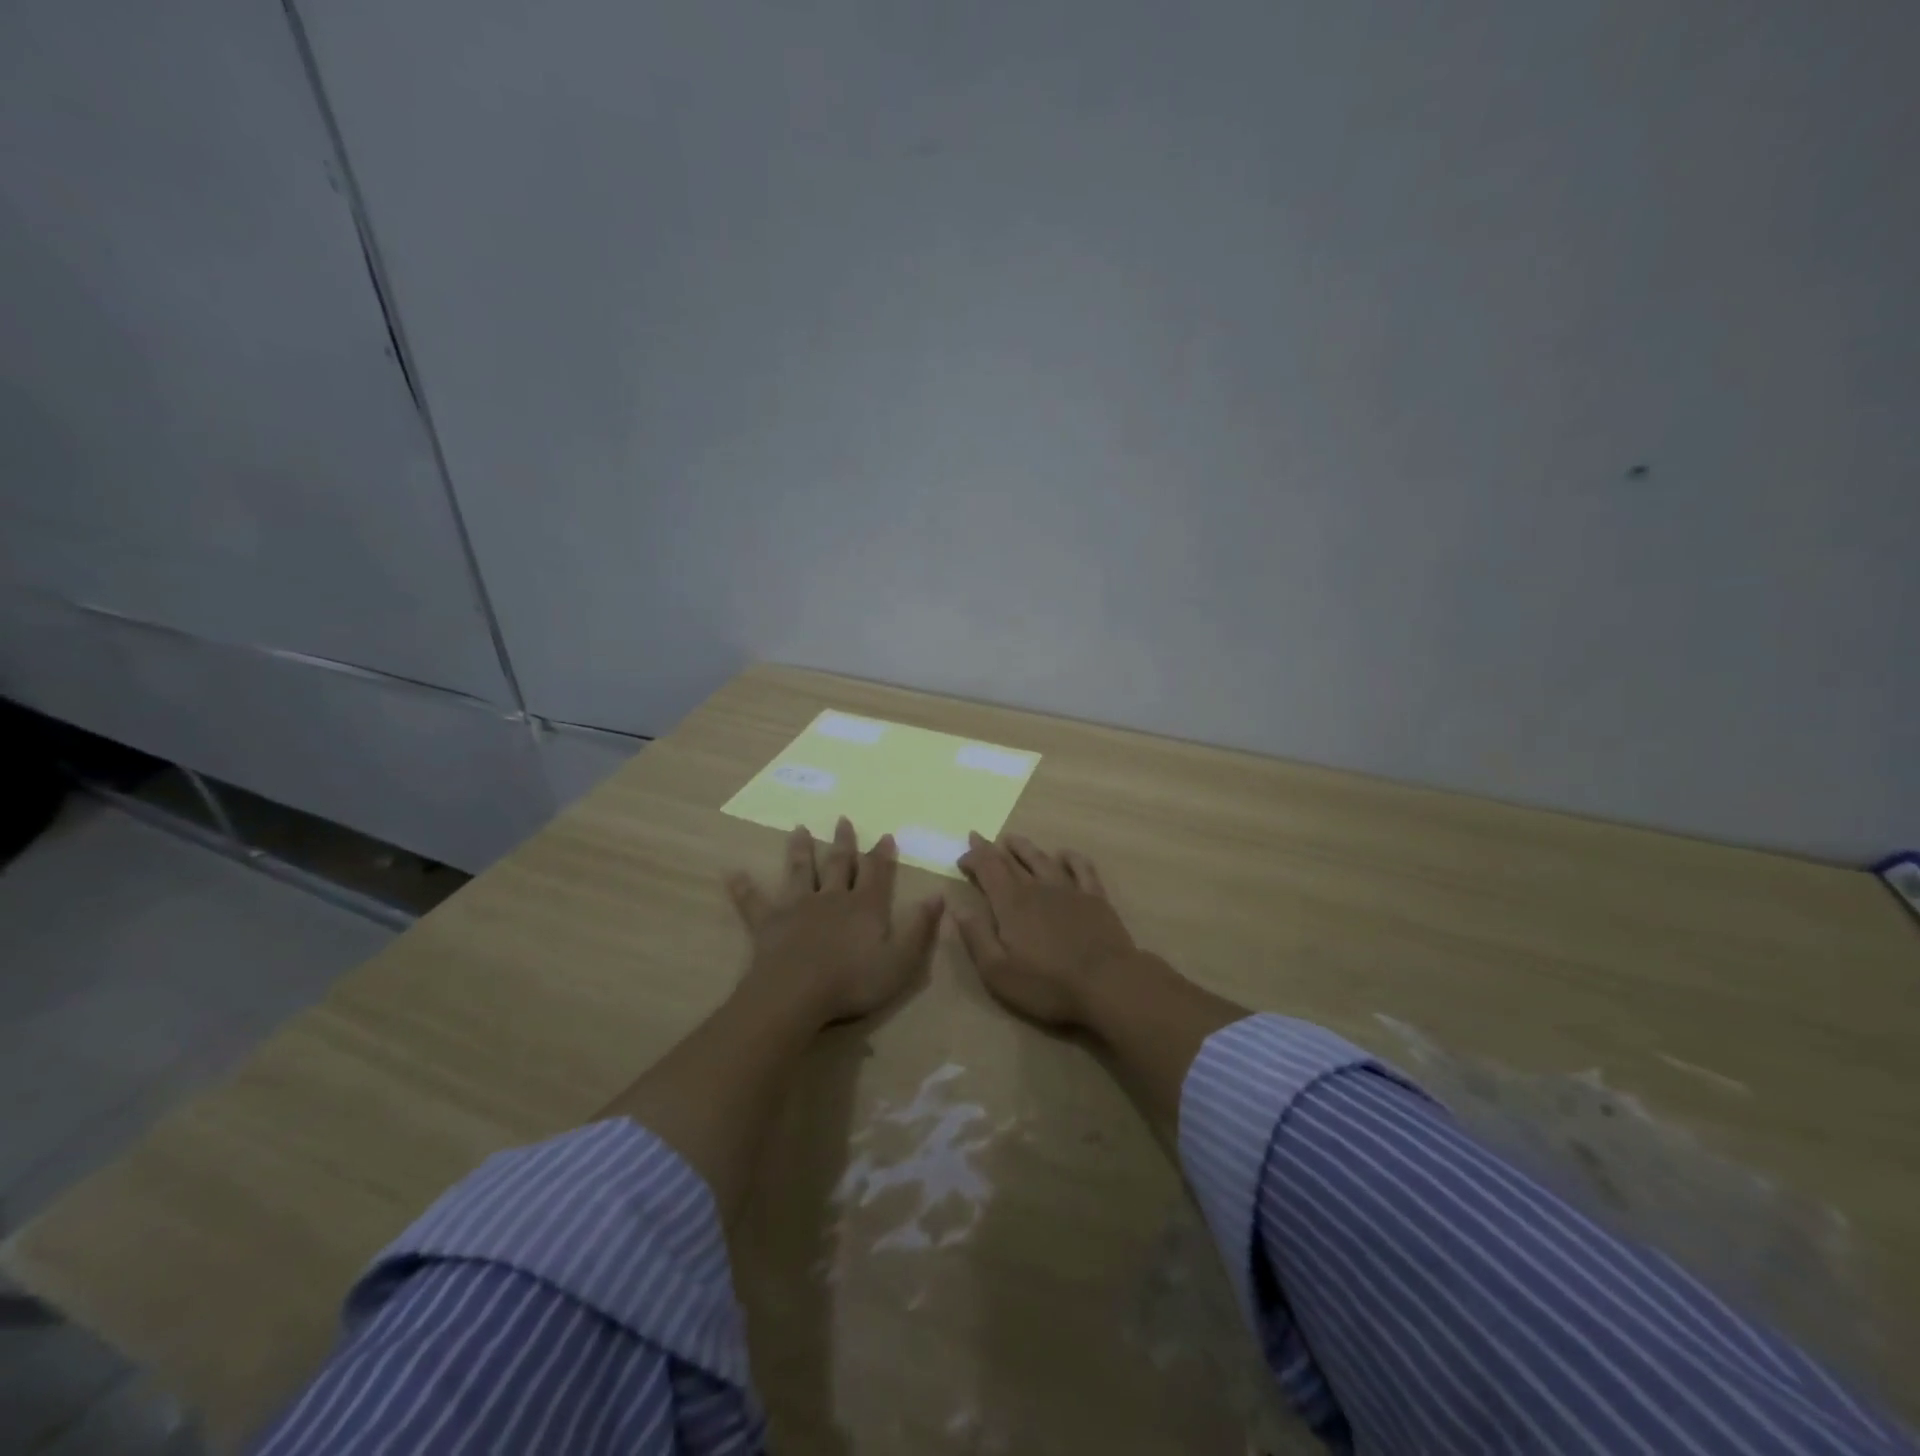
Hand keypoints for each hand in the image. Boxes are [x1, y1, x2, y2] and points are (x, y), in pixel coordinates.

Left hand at [726, 818, 943, 1026]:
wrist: (797, 994)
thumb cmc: (853, 981)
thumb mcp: (901, 961)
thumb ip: (920, 928)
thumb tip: (938, 895)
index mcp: (865, 906)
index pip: (876, 873)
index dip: (882, 854)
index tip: (886, 835)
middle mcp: (833, 897)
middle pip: (839, 864)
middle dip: (844, 842)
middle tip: (843, 819)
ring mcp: (798, 907)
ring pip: (801, 871)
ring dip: (801, 851)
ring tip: (799, 829)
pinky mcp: (769, 922)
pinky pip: (754, 901)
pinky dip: (744, 887)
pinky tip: (732, 873)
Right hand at [955, 832, 1140, 1029]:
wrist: (1108, 983)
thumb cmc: (1048, 983)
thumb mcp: (998, 970)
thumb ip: (975, 936)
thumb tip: (957, 906)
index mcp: (1011, 903)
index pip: (988, 869)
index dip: (973, 858)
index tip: (961, 857)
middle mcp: (1038, 887)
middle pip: (1011, 861)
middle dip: (991, 849)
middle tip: (978, 838)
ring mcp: (1069, 889)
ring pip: (1042, 859)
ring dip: (1024, 847)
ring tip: (1011, 839)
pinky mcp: (1095, 897)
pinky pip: (1081, 868)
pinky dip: (1069, 857)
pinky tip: (1063, 854)